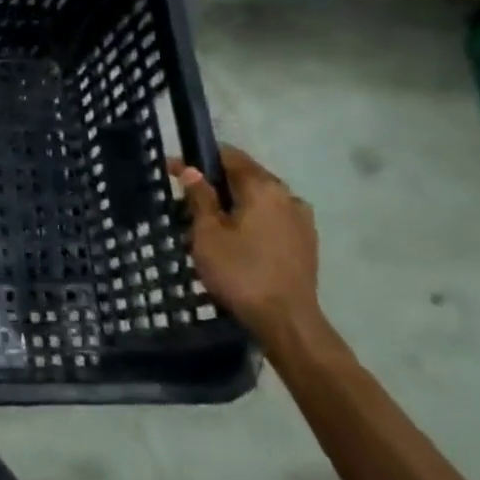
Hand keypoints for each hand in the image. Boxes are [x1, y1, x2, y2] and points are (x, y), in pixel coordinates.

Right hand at [174, 147, 318, 342]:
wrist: (287, 323)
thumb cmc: (240, 272)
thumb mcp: (207, 233)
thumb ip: (200, 197)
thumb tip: (192, 170)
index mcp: (263, 187)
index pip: (228, 156)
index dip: (198, 159)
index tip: (173, 170)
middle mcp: (287, 196)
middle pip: (245, 177)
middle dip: (214, 184)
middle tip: (185, 201)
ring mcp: (301, 220)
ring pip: (259, 200)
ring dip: (234, 205)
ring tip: (208, 226)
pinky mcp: (306, 243)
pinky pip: (272, 219)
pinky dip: (252, 221)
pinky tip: (236, 241)